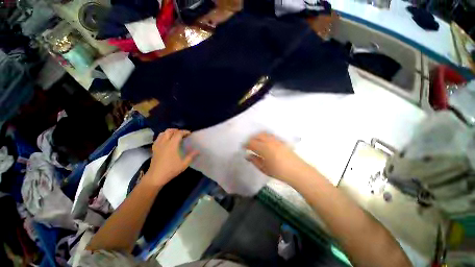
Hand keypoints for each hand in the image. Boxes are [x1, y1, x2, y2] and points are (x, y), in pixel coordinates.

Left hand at [143, 129, 198, 186]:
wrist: (155, 177)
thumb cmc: (171, 170)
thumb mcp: (184, 164)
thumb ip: (191, 156)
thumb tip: (198, 151)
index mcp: (172, 145)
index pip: (178, 133)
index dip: (184, 132)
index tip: (189, 133)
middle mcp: (164, 142)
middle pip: (169, 131)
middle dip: (177, 130)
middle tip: (183, 134)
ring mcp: (158, 145)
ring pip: (163, 133)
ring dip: (169, 132)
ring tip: (175, 136)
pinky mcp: (154, 148)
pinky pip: (158, 138)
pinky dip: (163, 136)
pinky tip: (167, 141)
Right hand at [245, 132, 312, 183]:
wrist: (297, 171)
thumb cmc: (279, 172)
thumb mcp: (264, 168)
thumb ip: (255, 161)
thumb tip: (247, 155)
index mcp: (264, 148)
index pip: (252, 143)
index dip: (246, 144)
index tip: (243, 147)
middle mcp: (269, 142)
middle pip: (257, 136)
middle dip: (251, 139)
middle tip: (249, 145)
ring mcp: (276, 140)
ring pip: (264, 134)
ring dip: (258, 137)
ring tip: (256, 143)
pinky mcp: (281, 141)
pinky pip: (270, 135)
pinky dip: (265, 136)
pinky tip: (265, 142)